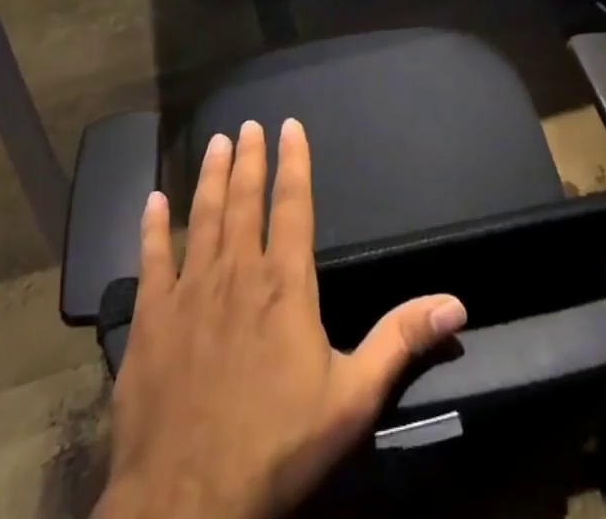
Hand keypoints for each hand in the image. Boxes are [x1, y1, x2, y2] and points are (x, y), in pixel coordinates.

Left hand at [97, 118, 467, 518]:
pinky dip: (151, 227)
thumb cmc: (277, 446)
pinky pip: (151, 259)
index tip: (289, 126)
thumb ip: (400, 342)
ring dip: (210, 178)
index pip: (292, 204)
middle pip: (245, 200)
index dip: (293, 162)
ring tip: (216, 144)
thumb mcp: (352, 399)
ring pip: (202, 217)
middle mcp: (236, 271)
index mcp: (284, 283)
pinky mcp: (150, 318)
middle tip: (248, 125)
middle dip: (249, 159)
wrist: (186, 501)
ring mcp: (188, 291)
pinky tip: (150, 201)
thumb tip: (455, 303)